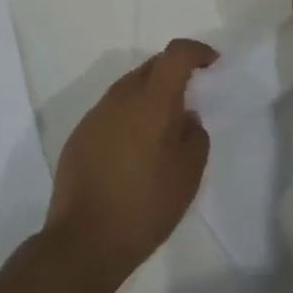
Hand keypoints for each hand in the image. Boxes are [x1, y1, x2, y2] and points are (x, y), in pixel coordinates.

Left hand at [44, 38, 215, 281]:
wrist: (84, 241)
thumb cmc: (146, 206)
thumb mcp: (188, 174)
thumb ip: (195, 135)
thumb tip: (185, 118)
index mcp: (152, 101)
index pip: (176, 54)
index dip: (197, 51)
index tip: (212, 63)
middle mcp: (121, 98)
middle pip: (151, 66)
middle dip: (174, 71)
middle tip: (191, 94)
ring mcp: (96, 115)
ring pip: (129, 87)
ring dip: (149, 94)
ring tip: (163, 126)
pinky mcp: (79, 135)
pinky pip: (111, 110)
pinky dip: (129, 115)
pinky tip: (135, 148)